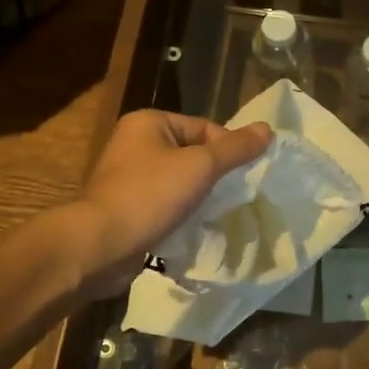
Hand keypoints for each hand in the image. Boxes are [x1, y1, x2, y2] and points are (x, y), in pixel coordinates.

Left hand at [68, 110, 272, 298]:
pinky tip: (195, 229)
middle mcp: (135, 144)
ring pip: (179, 182)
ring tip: (217, 215)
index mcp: (149, 123)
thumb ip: (236, 148)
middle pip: (192, 154)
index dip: (227, 150)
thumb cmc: (150, 196)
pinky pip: (165, 205)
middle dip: (214, 176)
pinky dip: (181, 215)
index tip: (242, 177)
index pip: (204, 128)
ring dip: (199, 197)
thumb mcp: (201, 166)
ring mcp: (128, 178)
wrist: (100, 246)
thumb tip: (268, 129)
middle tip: (234, 197)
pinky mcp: (127, 208)